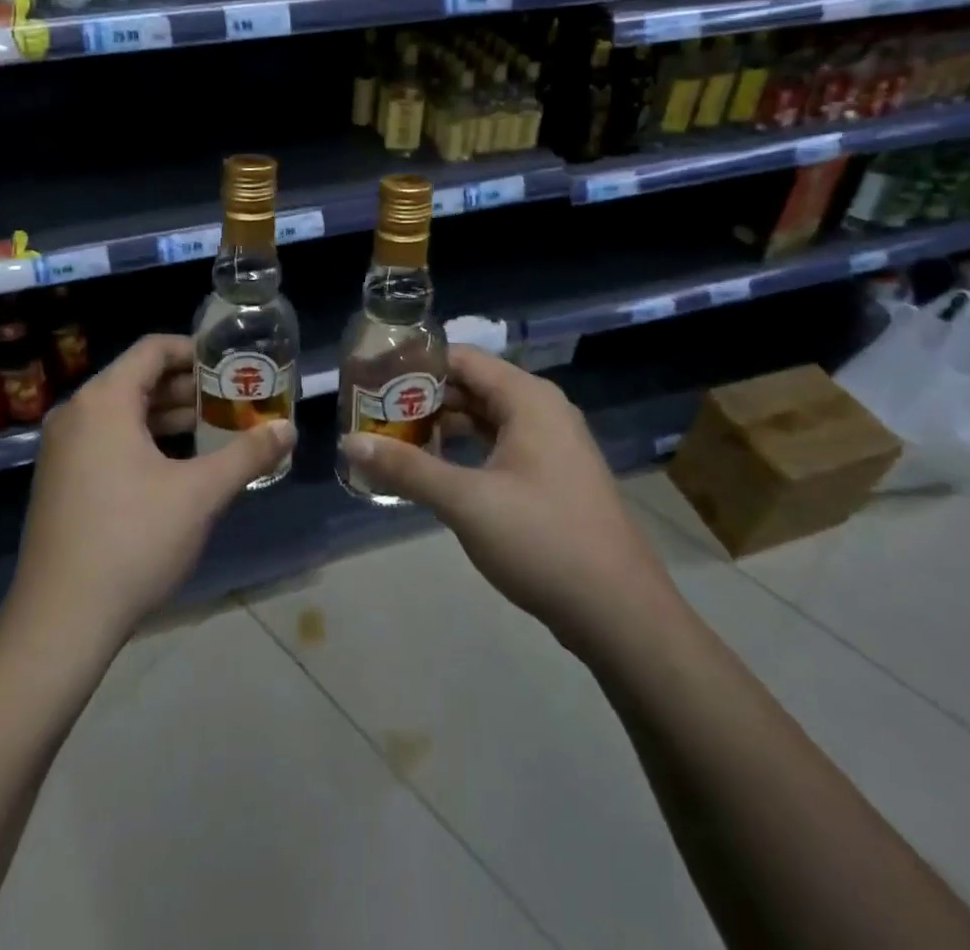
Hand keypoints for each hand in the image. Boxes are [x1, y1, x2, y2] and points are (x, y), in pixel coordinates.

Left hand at [4, 334, 294, 652]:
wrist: (60, 620)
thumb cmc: (133, 540)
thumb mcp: (200, 494)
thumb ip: (247, 454)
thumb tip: (288, 429)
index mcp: (103, 401)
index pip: (152, 349)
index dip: (195, 350)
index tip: (231, 364)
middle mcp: (76, 414)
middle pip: (137, 379)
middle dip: (187, 387)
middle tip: (233, 399)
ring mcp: (62, 450)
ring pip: (122, 413)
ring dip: (168, 416)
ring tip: (215, 430)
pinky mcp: (60, 481)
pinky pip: (107, 440)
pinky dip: (144, 440)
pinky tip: (178, 466)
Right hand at [340, 346, 668, 645]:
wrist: (620, 612)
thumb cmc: (542, 540)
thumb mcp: (466, 501)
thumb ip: (407, 468)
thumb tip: (349, 442)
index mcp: (527, 398)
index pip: (461, 358)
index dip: (415, 364)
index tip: (372, 379)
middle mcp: (541, 410)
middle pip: (471, 385)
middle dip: (422, 398)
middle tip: (373, 412)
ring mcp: (550, 444)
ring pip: (484, 418)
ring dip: (441, 426)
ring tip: (393, 439)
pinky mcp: (551, 476)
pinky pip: (498, 445)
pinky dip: (465, 450)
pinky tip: (434, 470)